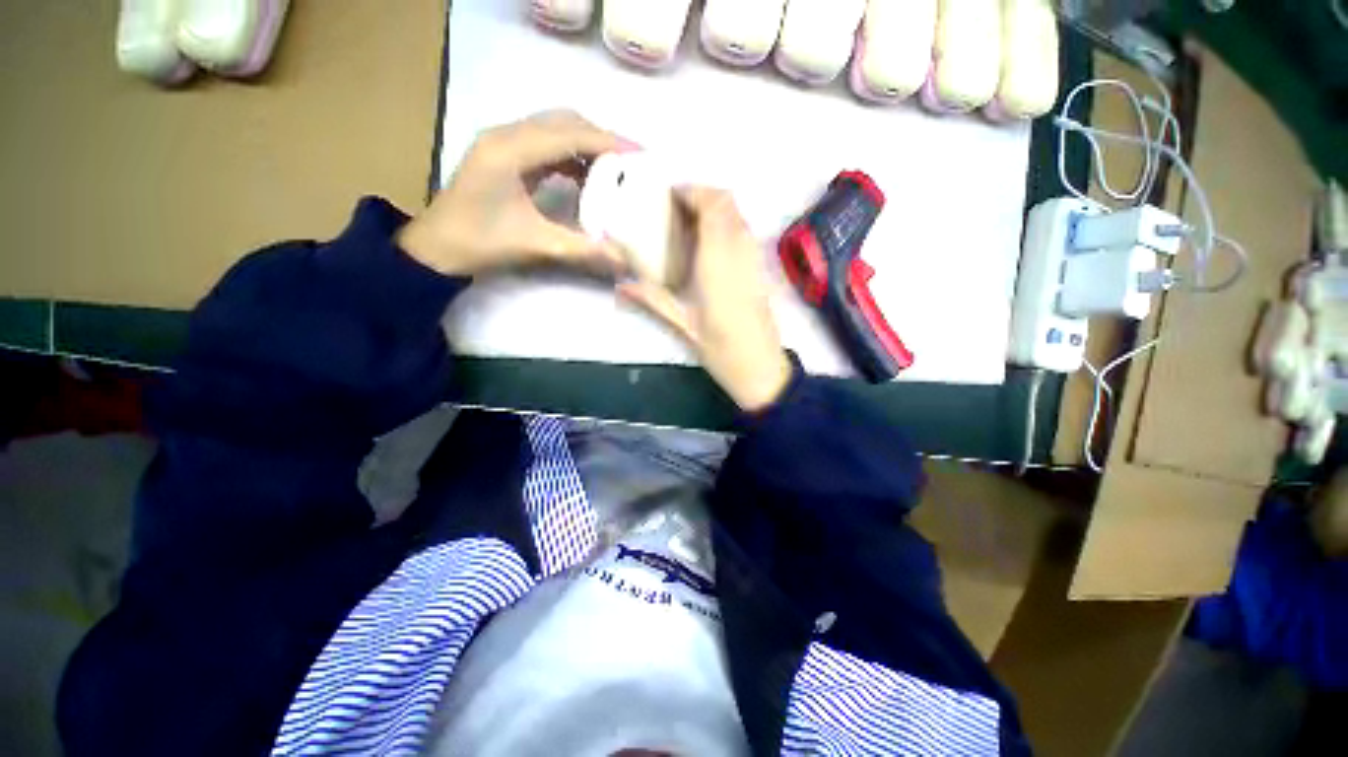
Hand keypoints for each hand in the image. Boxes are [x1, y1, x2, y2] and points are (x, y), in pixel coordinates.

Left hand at [397, 110, 631, 275]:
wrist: (437, 248)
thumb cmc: (481, 244)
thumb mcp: (536, 245)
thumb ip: (584, 249)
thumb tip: (624, 260)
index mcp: (510, 150)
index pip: (570, 134)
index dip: (608, 142)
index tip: (641, 155)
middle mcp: (506, 135)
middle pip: (564, 121)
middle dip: (601, 139)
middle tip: (631, 163)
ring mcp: (503, 141)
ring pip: (555, 128)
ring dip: (586, 144)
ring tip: (614, 170)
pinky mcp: (503, 154)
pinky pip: (545, 143)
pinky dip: (571, 155)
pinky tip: (586, 177)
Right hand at [620, 187, 791, 411]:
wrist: (762, 368)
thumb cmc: (722, 350)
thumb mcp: (682, 327)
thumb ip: (651, 301)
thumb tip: (619, 286)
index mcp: (718, 263)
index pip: (712, 206)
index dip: (692, 192)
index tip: (668, 195)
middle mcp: (740, 252)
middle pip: (728, 201)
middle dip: (701, 194)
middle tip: (674, 207)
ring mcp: (754, 259)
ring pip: (739, 214)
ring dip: (715, 207)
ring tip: (688, 222)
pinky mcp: (760, 269)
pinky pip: (744, 231)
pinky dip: (726, 223)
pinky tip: (708, 245)